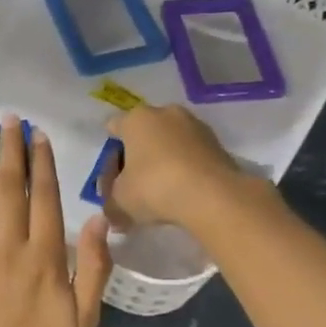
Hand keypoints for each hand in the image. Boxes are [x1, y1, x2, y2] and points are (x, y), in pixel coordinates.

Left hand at [0, 117, 113, 326]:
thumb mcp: (85, 322)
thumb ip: (93, 269)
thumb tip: (96, 220)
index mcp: (44, 260)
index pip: (44, 199)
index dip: (43, 164)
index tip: (39, 135)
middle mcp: (7, 250)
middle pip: (8, 190)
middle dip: (9, 151)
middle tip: (8, 118)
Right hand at [103, 104, 249, 230]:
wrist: (212, 196)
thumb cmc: (154, 188)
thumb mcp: (120, 201)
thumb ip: (111, 204)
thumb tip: (113, 213)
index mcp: (136, 119)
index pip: (113, 127)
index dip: (109, 153)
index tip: (110, 177)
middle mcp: (165, 113)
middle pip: (143, 133)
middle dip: (137, 156)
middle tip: (133, 186)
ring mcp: (195, 125)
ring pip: (169, 142)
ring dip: (162, 161)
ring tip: (160, 191)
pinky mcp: (216, 143)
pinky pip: (190, 153)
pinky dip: (184, 167)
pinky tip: (182, 190)